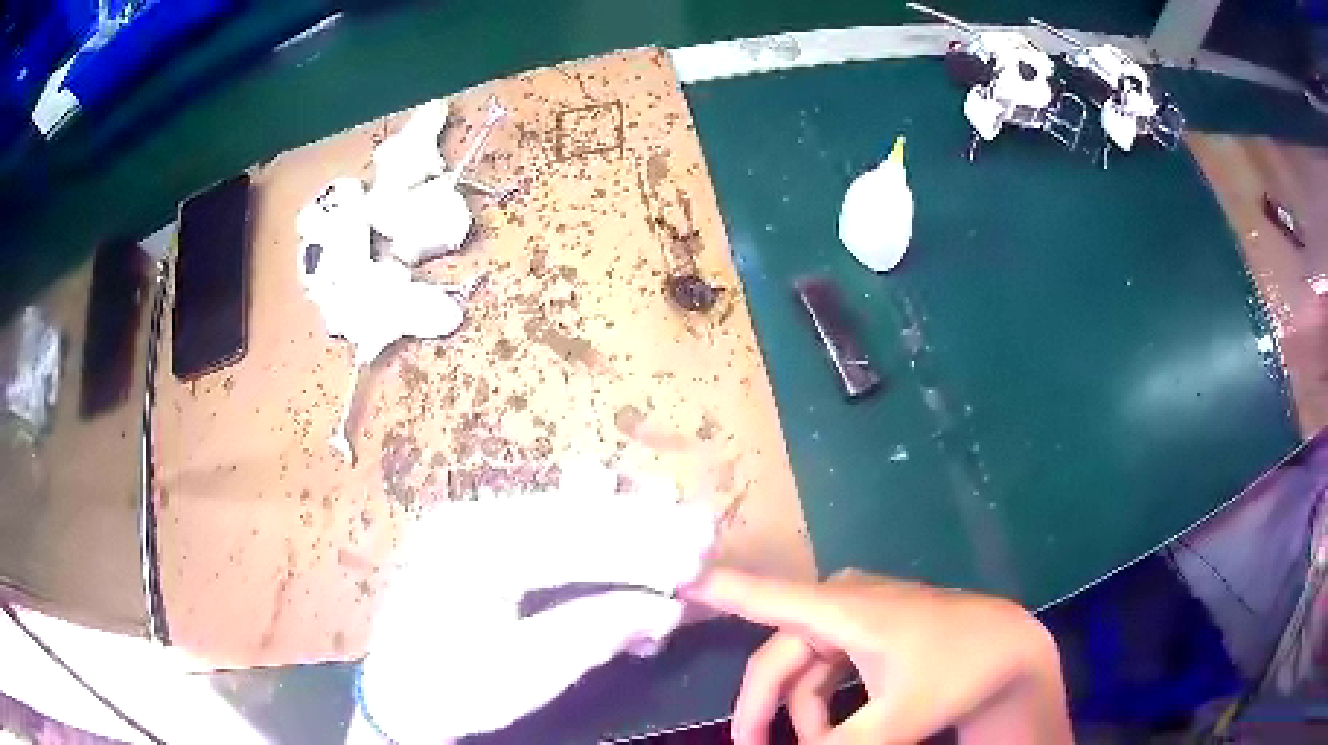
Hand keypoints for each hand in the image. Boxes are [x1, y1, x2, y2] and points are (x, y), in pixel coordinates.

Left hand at [355, 462, 715, 743]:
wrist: (398, 696)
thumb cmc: (454, 689)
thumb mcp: (526, 674)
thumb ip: (597, 632)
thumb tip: (667, 608)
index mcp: (472, 548)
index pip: (575, 540)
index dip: (643, 548)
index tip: (698, 552)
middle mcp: (471, 518)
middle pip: (573, 515)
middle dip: (643, 526)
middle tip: (701, 529)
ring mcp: (472, 523)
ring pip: (562, 512)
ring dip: (623, 523)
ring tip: (673, 520)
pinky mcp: (479, 539)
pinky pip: (546, 527)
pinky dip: (593, 537)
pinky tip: (626, 537)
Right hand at [683, 569, 1070, 744]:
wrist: (1011, 652)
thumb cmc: (958, 671)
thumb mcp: (897, 720)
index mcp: (844, 609)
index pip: (763, 595)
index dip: (714, 589)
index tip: (667, 575)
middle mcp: (842, 603)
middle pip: (777, 658)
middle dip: (760, 709)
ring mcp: (856, 616)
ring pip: (800, 669)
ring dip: (798, 714)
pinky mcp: (869, 631)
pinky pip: (824, 669)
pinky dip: (820, 704)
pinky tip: (834, 731)